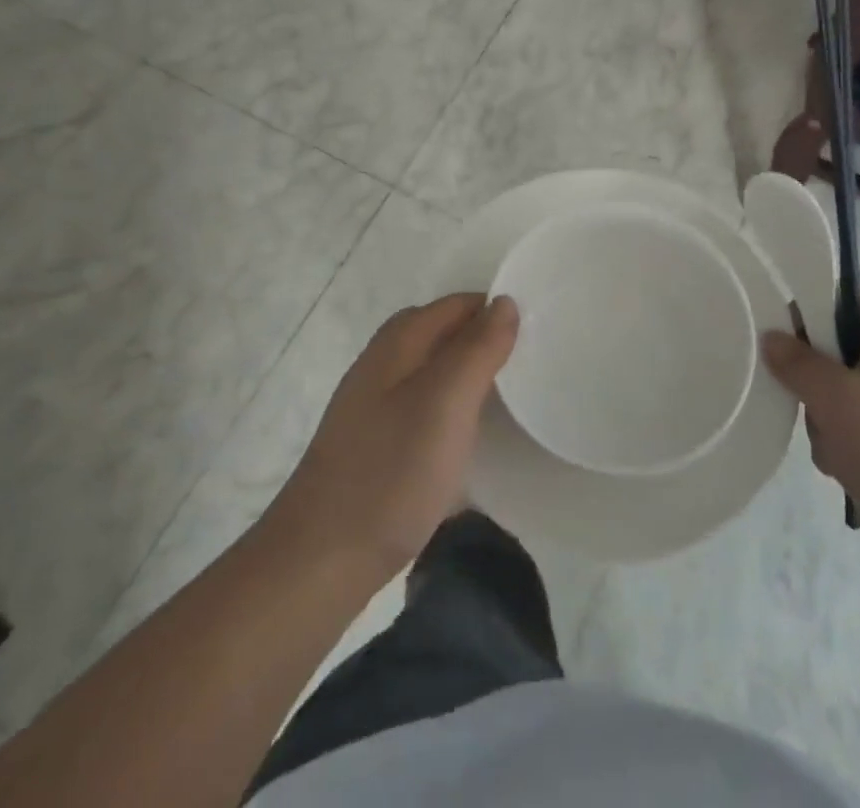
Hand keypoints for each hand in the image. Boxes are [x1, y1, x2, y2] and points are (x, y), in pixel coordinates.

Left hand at [269, 294, 517, 581]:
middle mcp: (383, 363)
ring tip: (510, 397)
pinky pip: (423, 406)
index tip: (538, 332)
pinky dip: (451, 408)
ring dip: (468, 375)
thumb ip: (477, 348)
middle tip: (529, 363)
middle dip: (484, 339)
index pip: (457, 305)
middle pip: (442, 333)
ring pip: (433, 371)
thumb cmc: (391, 471)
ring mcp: (374, 405)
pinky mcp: (375, 443)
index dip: (495, 310)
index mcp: (398, 342)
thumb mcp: (446, 402)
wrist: (321, 559)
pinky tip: (467, 437)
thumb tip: (504, 301)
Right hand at [761, 289, 859, 595]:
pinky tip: (846, 473)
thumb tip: (772, 336)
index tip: (776, 338)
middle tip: (809, 404)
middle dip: (815, 380)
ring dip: (827, 420)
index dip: (806, 310)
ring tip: (835, 450)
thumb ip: (796, 361)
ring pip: (844, 393)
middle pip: (839, 348)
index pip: (844, 298)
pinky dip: (847, 446)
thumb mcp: (836, 399)